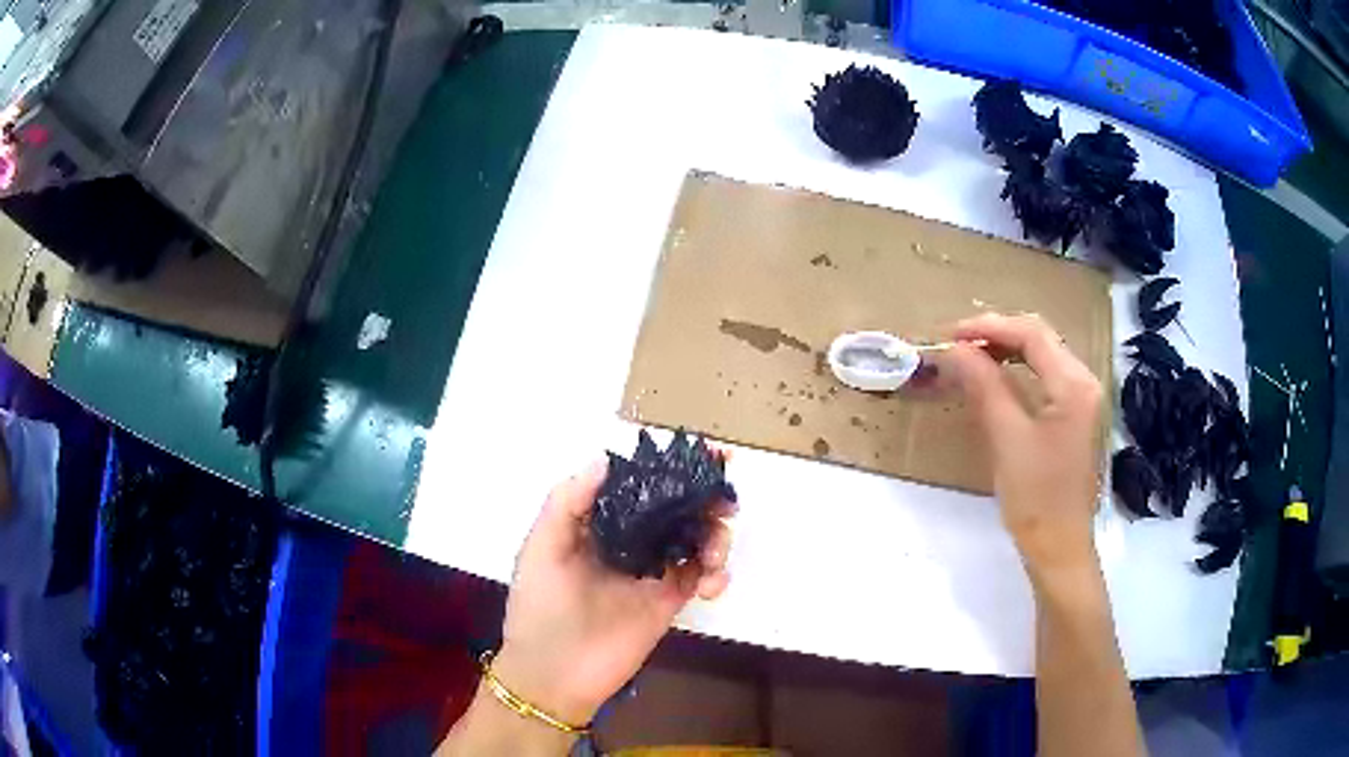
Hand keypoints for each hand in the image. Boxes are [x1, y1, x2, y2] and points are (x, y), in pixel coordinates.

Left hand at [493, 459, 734, 725]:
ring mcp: (651, 571)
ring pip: (695, 539)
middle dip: (704, 499)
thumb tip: (607, 458)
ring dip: (716, 536)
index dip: (669, 468)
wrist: (553, 674)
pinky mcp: (668, 601)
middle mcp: (628, 541)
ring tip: (714, 553)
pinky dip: (716, 573)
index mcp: (598, 523)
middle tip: (725, 502)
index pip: (639, 485)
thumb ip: (567, 502)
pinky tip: (712, 582)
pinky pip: (701, 577)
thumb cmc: (539, 607)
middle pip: (675, 508)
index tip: (704, 454)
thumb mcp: (541, 548)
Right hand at [942, 313, 1103, 572]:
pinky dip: (1019, 369)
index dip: (990, 327)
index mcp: (1074, 385)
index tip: (951, 335)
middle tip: (958, 345)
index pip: (1032, 334)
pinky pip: (1046, 376)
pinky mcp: (1076, 415)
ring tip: (971, 357)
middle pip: (1040, 338)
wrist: (1059, 547)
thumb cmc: (1036, 498)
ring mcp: (1084, 399)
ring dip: (1007, 350)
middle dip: (998, 334)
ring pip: (1043, 355)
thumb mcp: (1007, 439)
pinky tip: (997, 378)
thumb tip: (956, 349)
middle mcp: (1085, 381)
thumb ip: (984, 386)